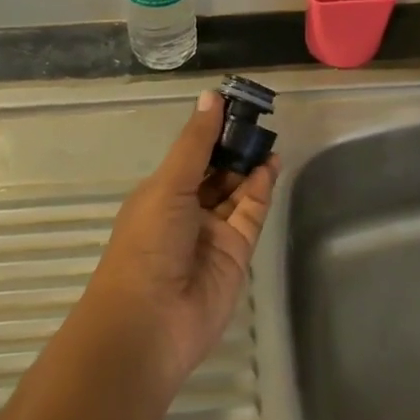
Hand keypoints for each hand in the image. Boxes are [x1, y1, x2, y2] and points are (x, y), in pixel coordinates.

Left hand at [82, 91, 279, 388]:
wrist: (149, 323)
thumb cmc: (148, 244)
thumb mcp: (168, 185)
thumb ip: (196, 143)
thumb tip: (211, 96)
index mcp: (161, 193)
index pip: (192, 154)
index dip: (212, 129)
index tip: (236, 102)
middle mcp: (187, 210)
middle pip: (217, 171)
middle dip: (235, 145)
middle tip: (259, 116)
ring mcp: (213, 233)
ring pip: (237, 190)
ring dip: (250, 163)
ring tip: (268, 135)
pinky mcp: (237, 252)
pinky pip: (251, 213)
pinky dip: (262, 188)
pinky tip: (271, 163)